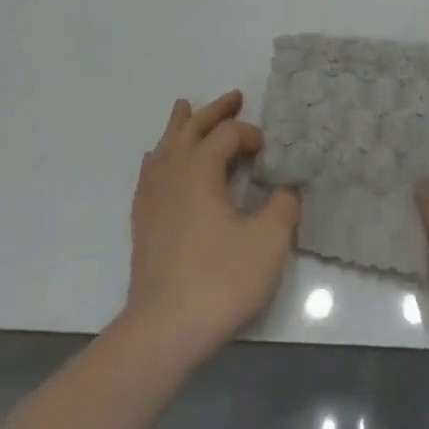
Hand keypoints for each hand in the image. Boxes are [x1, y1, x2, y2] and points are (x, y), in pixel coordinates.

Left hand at [123, 90, 299, 368]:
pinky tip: (157, 160)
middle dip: (215, 111)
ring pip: (166, 146)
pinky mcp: (142, 222)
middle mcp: (173, 173)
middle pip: (192, 129)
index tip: (269, 153)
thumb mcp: (268, 242)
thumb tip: (286, 189)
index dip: (251, 135)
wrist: (163, 331)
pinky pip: (149, 173)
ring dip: (181, 126)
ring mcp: (152, 197)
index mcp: (201, 169)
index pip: (228, 135)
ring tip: (185, 109)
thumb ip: (284, 206)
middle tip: (234, 97)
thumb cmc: (219, 281)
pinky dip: (159, 157)